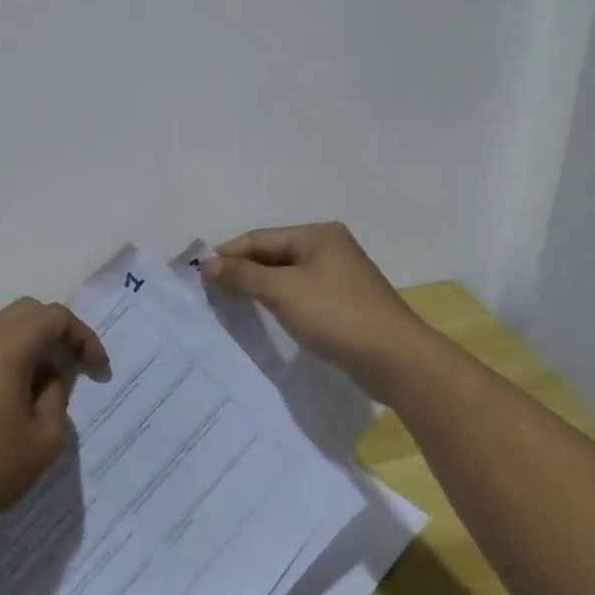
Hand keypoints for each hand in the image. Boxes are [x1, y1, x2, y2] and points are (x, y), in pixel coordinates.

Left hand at [0, 298, 110, 558]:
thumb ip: (57, 397)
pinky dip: (7, 360)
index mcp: (5, 346)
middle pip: (27, 313)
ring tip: (47, 387)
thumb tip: (49, 381)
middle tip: (76, 367)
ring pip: (3, 330)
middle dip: (58, 333)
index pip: (55, 317)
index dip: (84, 338)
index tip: (98, 372)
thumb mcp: (44, 439)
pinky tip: (13, 400)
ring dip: (31, 346)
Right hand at [200, 222, 434, 386]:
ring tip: (230, 306)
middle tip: (211, 293)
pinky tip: (265, 318)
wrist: (395, 359)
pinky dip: (280, 303)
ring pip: (287, 277)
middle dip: (243, 272)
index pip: (261, 238)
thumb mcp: (283, 292)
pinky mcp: (345, 304)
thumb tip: (208, 264)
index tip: (199, 276)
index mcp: (318, 235)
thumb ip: (243, 276)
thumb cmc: (336, 315)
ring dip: (259, 289)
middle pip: (274, 255)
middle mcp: (330, 248)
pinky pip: (302, 296)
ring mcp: (340, 277)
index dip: (228, 254)